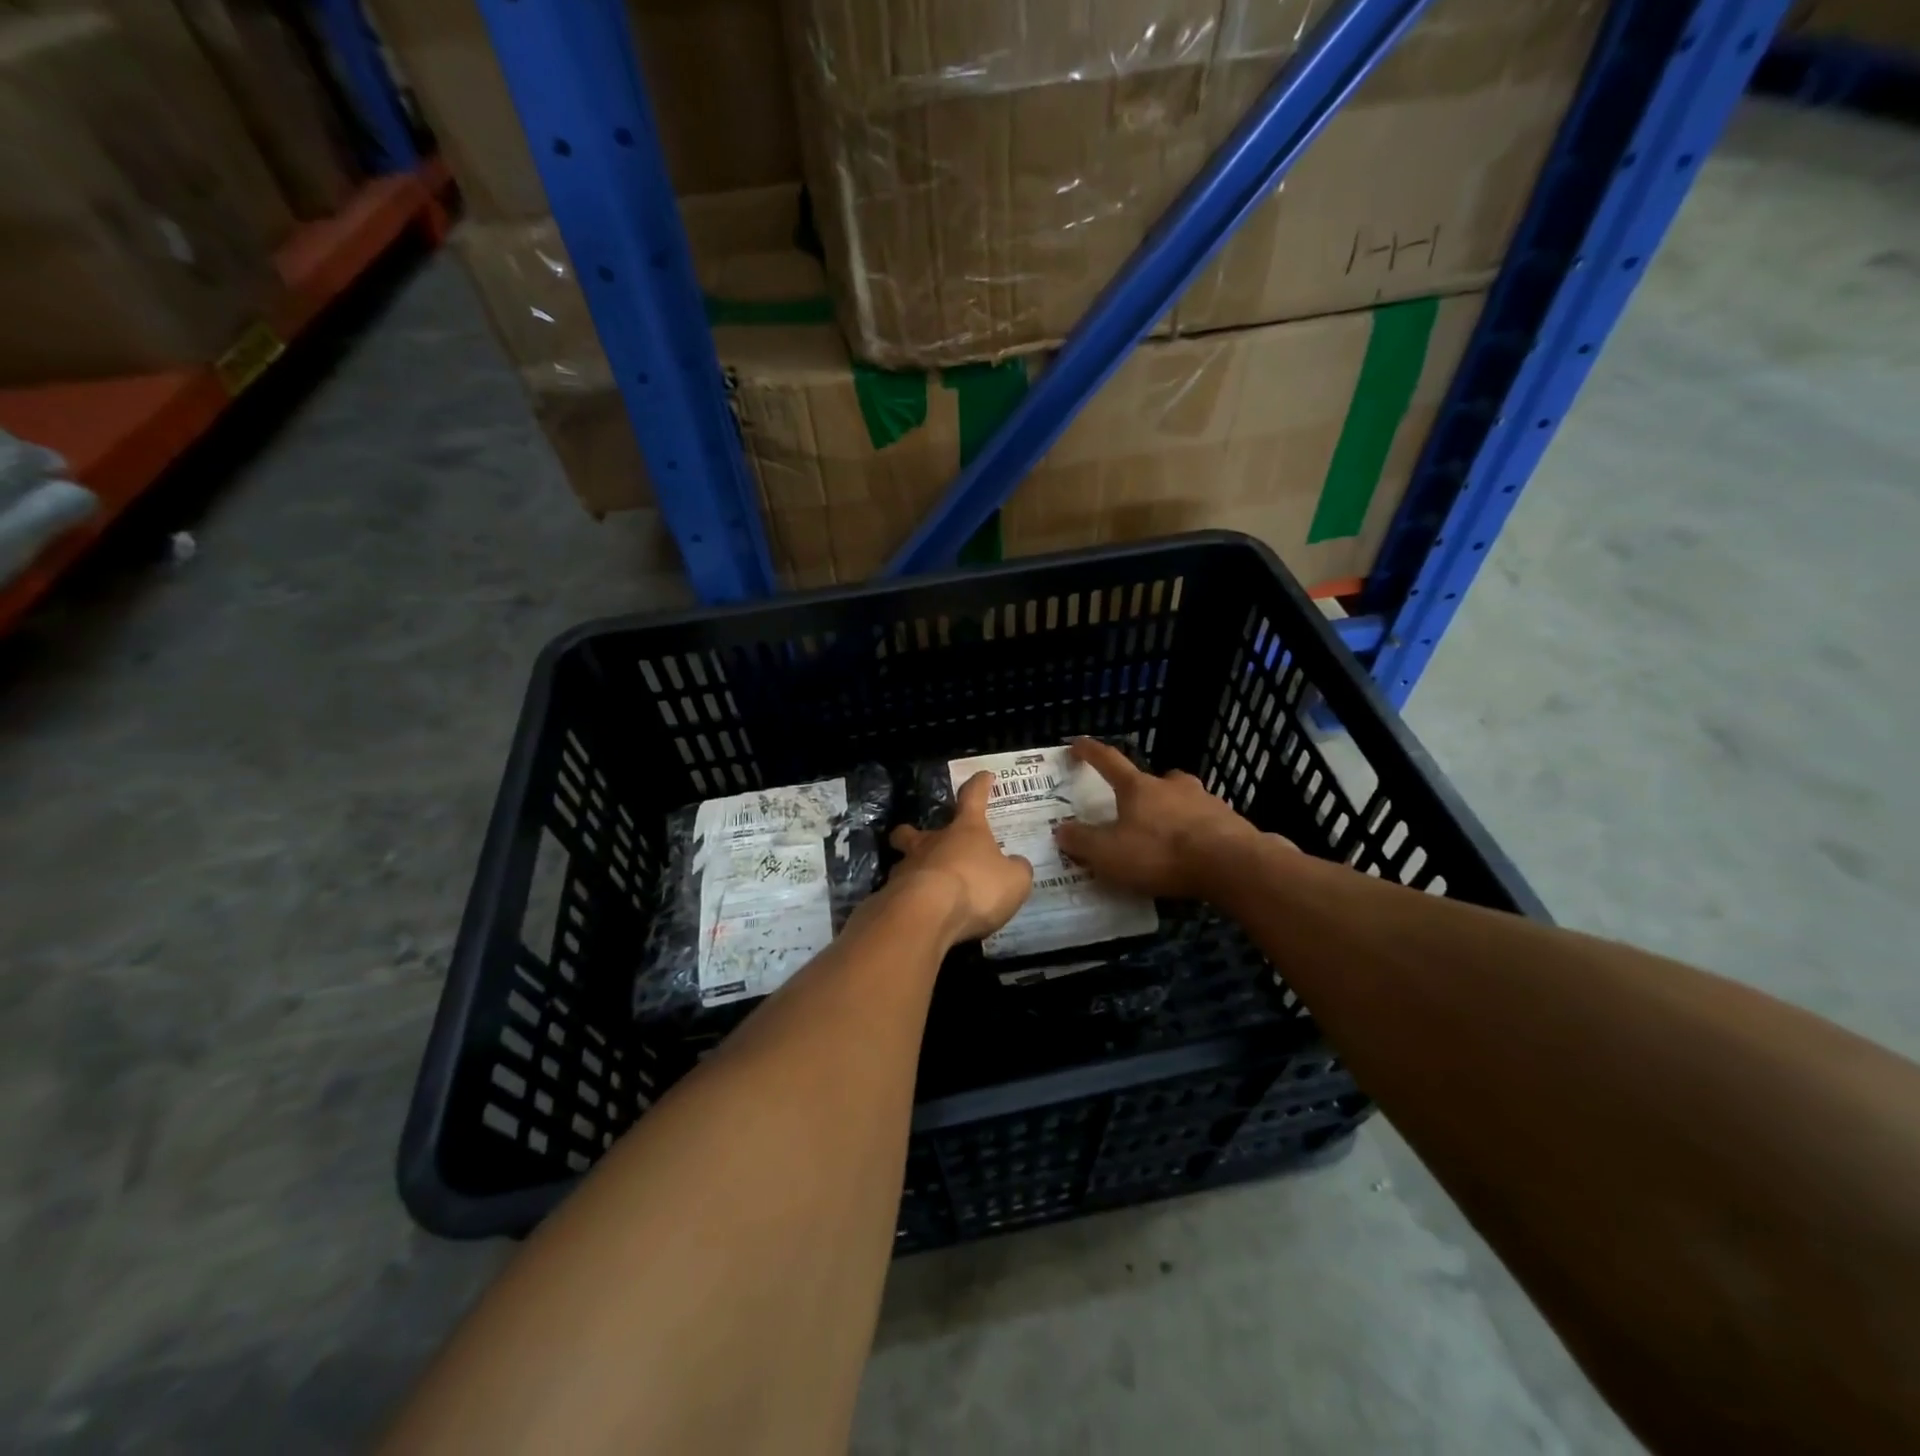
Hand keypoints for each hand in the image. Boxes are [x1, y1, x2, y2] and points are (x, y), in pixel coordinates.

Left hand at [887, 772, 1033, 944]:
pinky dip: (908, 901)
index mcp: (965, 830)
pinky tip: (919, 915)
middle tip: (923, 842)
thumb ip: (1016, 869)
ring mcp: (907, 868)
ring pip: (905, 862)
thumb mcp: (1014, 880)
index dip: (980, 786)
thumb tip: (1015, 864)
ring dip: (914, 871)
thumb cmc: (976, 887)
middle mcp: (931, 843)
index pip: (973, 798)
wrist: (927, 915)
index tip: (984, 776)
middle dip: (914, 833)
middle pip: (913, 830)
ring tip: (926, 890)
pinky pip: (900, 894)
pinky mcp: (892, 896)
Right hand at [1053, 738, 1274, 900]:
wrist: (1231, 865)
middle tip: (1134, 809)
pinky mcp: (1230, 822)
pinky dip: (1196, 832)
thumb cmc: (1161, 853)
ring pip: (1183, 799)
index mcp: (1138, 787)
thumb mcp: (1109, 854)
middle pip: (1153, 779)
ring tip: (1167, 836)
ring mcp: (1205, 800)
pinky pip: (1206, 822)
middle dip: (1142, 789)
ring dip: (1172, 810)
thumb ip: (1082, 842)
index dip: (1090, 751)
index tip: (1077, 743)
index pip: (1108, 761)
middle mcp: (1172, 785)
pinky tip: (1195, 853)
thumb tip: (1061, 830)